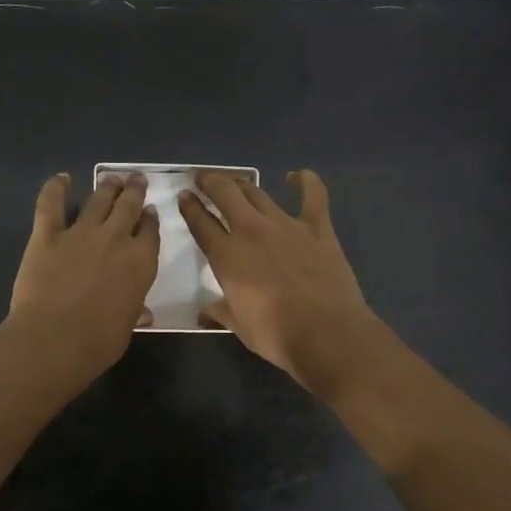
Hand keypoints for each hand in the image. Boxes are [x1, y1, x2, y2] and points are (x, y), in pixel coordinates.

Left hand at [5, 172, 159, 389]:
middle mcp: (116, 239)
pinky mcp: (47, 235)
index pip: (150, 232)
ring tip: (112, 178)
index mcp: (141, 262)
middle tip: (135, 179)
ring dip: (107, 186)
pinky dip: (55, 188)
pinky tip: (61, 179)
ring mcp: (81, 233)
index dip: (150, 219)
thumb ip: (133, 311)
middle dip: (134, 191)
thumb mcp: (126, 327)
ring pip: (99, 199)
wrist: (54, 340)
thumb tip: (142, 313)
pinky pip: (51, 204)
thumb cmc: (98, 342)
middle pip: (129, 206)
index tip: (149, 211)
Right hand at [178, 169, 386, 393]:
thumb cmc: (276, 335)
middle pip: (225, 194)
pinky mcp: (318, 228)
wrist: (327, 334)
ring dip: (244, 185)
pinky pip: (313, 195)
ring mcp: (286, 225)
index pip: (200, 222)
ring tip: (237, 184)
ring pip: (259, 193)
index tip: (184, 196)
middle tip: (205, 179)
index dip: (189, 207)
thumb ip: (220, 312)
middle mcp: (251, 231)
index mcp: (227, 255)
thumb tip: (205, 313)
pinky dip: (306, 181)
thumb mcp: (239, 326)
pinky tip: (298, 176)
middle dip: (211, 182)